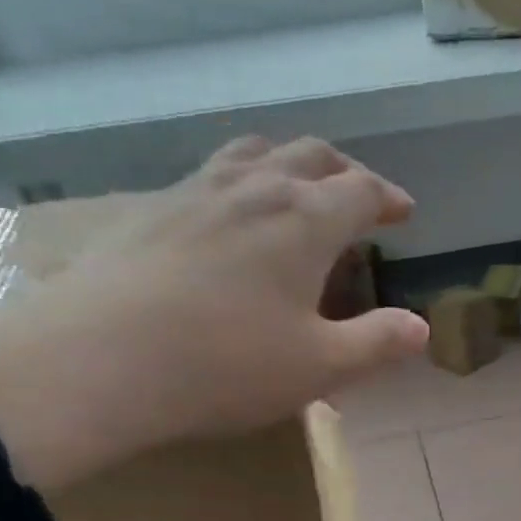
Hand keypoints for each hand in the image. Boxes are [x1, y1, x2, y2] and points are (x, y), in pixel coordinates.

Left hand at [0, 137, 428, 491]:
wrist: (99, 359)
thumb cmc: (225, 365)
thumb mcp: (318, 367)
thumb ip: (375, 344)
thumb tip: (420, 328)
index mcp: (305, 220)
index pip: (360, 190)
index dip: (387, 199)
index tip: (402, 213)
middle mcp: (254, 188)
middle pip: (310, 156)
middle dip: (343, 172)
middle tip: (357, 195)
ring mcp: (194, 191)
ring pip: (253, 154)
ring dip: (286, 163)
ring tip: (293, 188)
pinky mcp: (148, 210)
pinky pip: (206, 177)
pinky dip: (236, 184)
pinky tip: (224, 219)